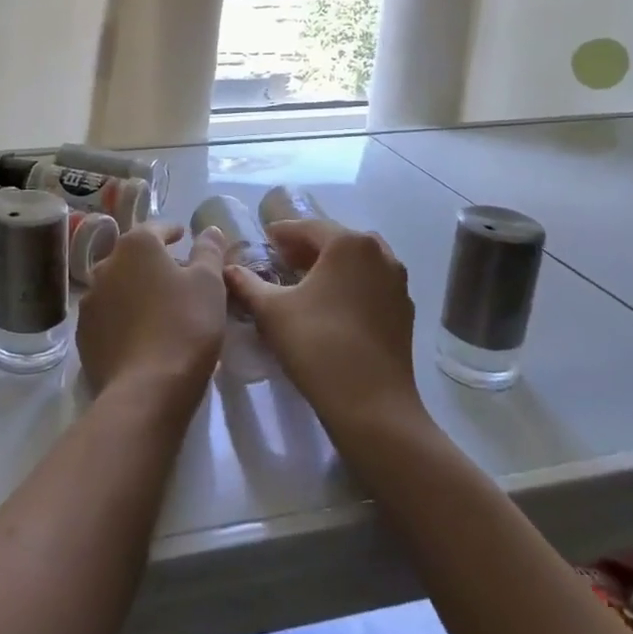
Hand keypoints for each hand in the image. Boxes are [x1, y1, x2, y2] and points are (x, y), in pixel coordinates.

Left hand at [77, 223, 225, 412]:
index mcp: (136, 246)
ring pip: (117, 285)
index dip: (171, 231)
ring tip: (157, 306)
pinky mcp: (83, 334)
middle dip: (152, 261)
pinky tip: (138, 332)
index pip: (155, 228)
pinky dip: (122, 316)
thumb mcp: (209, 284)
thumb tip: (210, 230)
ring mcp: (90, 300)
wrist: (145, 389)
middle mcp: (105, 265)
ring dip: (134, 289)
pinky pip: (107, 315)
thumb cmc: (185, 325)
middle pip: (132, 256)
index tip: (182, 236)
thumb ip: (209, 251)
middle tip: (175, 275)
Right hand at [224, 220, 421, 433]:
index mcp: (349, 243)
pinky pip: (371, 285)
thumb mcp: (271, 311)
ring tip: (304, 283)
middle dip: (307, 248)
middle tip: (281, 261)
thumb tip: (228, 269)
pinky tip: (330, 307)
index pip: (308, 227)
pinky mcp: (404, 311)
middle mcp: (380, 253)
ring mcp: (398, 283)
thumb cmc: (317, 345)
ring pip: (356, 263)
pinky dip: (349, 286)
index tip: (263, 240)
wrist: (372, 405)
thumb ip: (247, 284)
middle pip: (336, 241)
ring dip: (330, 266)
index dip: (282, 233)